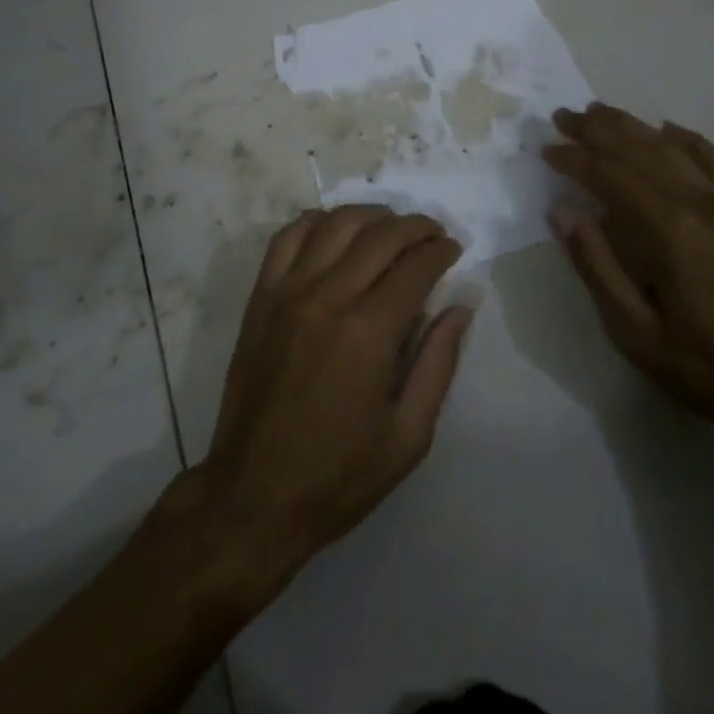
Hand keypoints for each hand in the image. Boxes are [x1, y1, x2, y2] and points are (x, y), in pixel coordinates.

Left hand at [191, 206, 474, 581]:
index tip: (454, 251)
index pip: (415, 267)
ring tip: (391, 228)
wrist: (253, 496)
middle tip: (433, 236)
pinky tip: (335, 231)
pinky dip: (316, 222)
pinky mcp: (261, 297)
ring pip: (335, 224)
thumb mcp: (408, 436)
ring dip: (371, 216)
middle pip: (380, 235)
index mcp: (369, 334)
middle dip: (415, 227)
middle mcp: (328, 298)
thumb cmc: (338, 476)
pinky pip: (288, 237)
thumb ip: (438, 363)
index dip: (441, 252)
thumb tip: (460, 306)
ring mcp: (288, 292)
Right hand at [542, 104, 713, 453]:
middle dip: (596, 130)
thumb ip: (596, 266)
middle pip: (639, 149)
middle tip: (561, 116)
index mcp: (668, 230)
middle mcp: (697, 204)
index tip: (545, 149)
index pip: (610, 176)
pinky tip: (667, 129)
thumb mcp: (633, 330)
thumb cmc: (702, 365)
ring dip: (632, 126)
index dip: (575, 159)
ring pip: (672, 147)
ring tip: (598, 112)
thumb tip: (562, 212)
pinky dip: (689, 140)